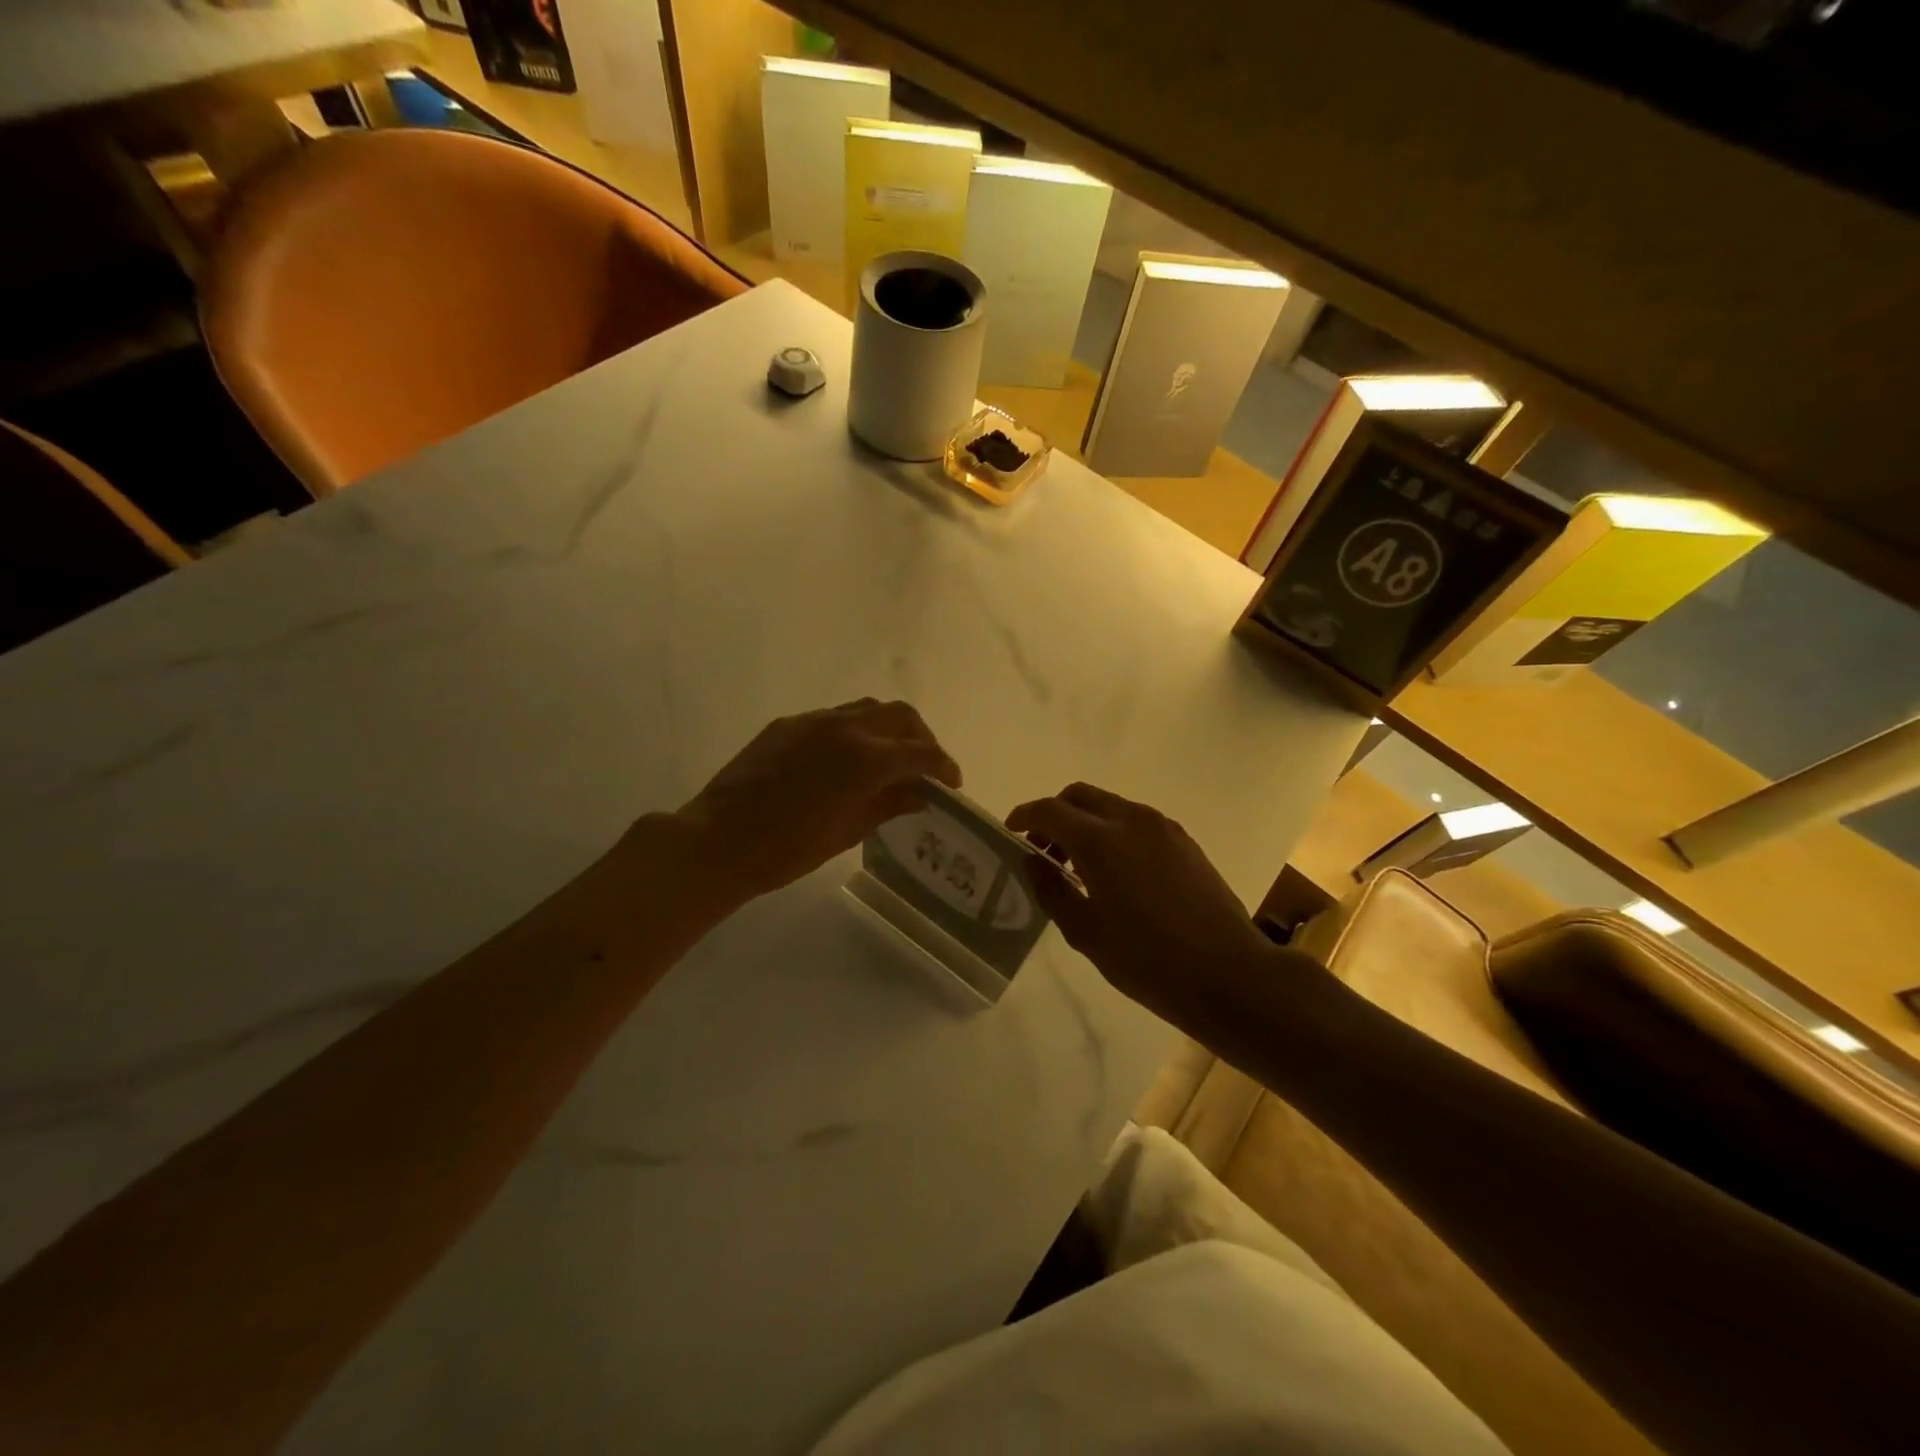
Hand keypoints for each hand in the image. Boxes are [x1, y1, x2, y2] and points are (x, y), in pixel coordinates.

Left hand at [669, 699, 961, 902]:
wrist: (718, 841)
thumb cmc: (788, 849)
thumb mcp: (848, 831)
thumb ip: (889, 805)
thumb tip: (919, 794)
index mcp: (866, 758)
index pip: (922, 752)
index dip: (944, 766)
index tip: (951, 783)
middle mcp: (845, 727)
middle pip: (901, 716)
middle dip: (921, 738)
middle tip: (924, 768)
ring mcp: (814, 721)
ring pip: (868, 709)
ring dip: (889, 729)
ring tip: (890, 759)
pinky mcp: (788, 724)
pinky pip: (835, 717)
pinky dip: (855, 731)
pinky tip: (847, 761)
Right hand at [1007, 784, 1276, 1018]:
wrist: (1229, 974)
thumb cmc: (1147, 961)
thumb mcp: (1086, 932)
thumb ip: (1051, 889)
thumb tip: (1032, 860)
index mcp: (1101, 842)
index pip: (1050, 810)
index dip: (1025, 816)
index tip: (1011, 831)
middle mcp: (1131, 820)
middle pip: (1080, 796)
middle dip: (1055, 814)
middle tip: (1043, 850)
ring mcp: (1163, 827)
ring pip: (1110, 806)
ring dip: (1085, 822)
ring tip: (1078, 866)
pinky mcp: (1184, 841)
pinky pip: (1136, 821)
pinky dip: (1113, 831)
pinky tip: (1115, 872)